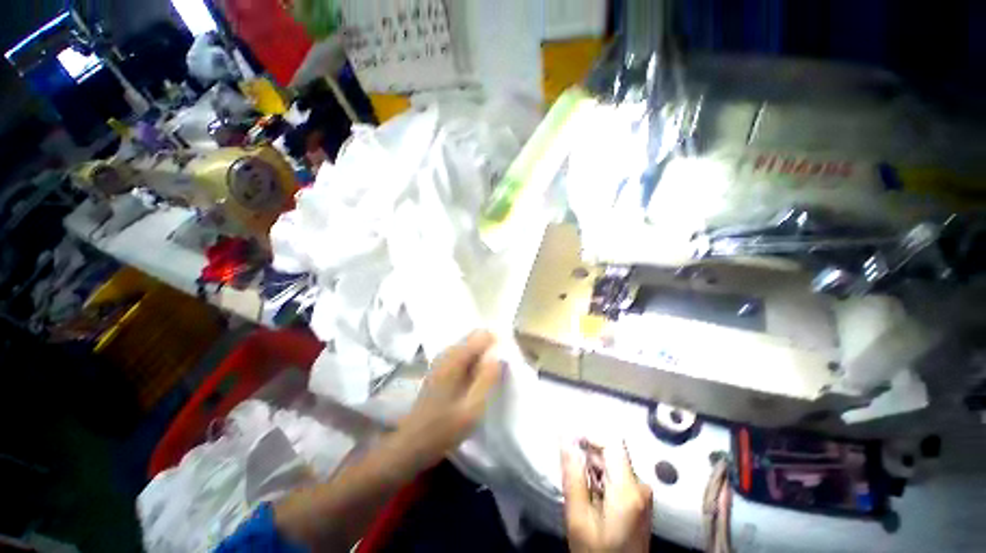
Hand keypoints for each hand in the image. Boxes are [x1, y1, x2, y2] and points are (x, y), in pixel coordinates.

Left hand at [396, 330, 501, 467]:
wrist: (412, 443)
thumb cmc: (443, 428)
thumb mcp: (472, 408)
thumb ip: (487, 379)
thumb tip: (499, 355)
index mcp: (455, 358)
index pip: (482, 335)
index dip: (497, 344)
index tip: (505, 363)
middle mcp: (447, 352)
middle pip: (475, 337)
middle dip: (490, 349)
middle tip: (499, 373)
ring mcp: (442, 359)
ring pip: (470, 346)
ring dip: (483, 357)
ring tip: (490, 379)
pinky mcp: (441, 368)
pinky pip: (464, 356)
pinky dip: (474, 363)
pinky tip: (476, 382)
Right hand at [562, 440, 652, 552]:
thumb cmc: (597, 552)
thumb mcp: (579, 517)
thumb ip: (573, 475)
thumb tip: (565, 439)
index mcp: (627, 489)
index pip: (611, 442)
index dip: (589, 435)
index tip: (569, 440)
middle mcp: (640, 486)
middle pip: (612, 452)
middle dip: (588, 454)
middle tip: (570, 468)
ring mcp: (642, 493)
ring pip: (613, 463)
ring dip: (593, 467)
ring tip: (579, 485)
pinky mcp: (640, 500)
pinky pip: (618, 475)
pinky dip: (601, 477)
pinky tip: (591, 494)